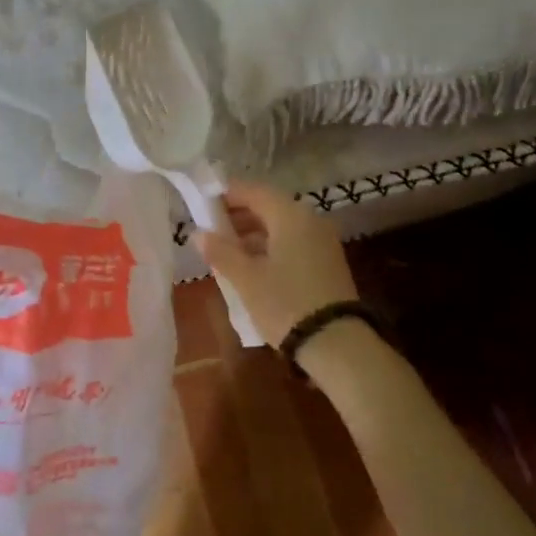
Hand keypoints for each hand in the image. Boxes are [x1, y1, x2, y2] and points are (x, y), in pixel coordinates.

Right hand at [194, 179, 357, 348]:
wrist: (337, 344)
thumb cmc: (285, 303)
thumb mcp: (246, 279)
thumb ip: (220, 251)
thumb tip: (198, 233)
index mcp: (290, 215)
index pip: (253, 191)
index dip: (226, 195)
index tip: (202, 204)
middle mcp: (310, 220)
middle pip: (268, 207)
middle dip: (238, 216)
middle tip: (211, 230)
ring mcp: (323, 241)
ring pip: (281, 226)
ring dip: (253, 234)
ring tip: (226, 252)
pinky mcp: (328, 262)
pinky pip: (293, 242)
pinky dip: (271, 247)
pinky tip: (252, 266)